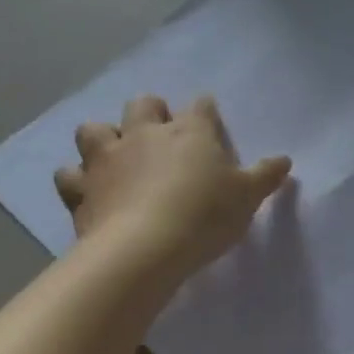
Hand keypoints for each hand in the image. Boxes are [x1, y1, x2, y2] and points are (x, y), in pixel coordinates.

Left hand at [54, 96, 291, 277]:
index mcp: (190, 131)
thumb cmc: (205, 215)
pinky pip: (68, 175)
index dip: (206, 112)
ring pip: (94, 129)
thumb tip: (285, 160)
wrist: (144, 249)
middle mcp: (145, 134)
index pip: (201, 107)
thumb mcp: (248, 197)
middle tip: (161, 134)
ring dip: (103, 136)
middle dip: (151, 112)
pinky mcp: (81, 189)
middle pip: (143, 104)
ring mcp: (108, 159)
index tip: (210, 121)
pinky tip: (88, 189)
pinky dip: (76, 179)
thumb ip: (266, 176)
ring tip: (115, 154)